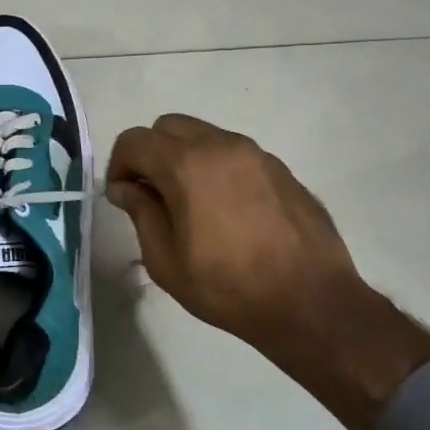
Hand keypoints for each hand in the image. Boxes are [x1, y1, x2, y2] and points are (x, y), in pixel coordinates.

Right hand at [106, 114, 429, 429]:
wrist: (310, 303)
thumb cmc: (228, 287)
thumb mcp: (165, 260)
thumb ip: (141, 213)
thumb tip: (126, 188)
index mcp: (187, 165)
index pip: (135, 140)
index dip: (118, 165)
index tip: (122, 197)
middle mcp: (221, 146)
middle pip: (168, 126)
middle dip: (150, 153)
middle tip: (151, 195)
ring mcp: (256, 154)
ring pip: (203, 135)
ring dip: (184, 158)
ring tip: (188, 204)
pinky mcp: (280, 168)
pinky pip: (233, 153)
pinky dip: (215, 168)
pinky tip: (224, 210)